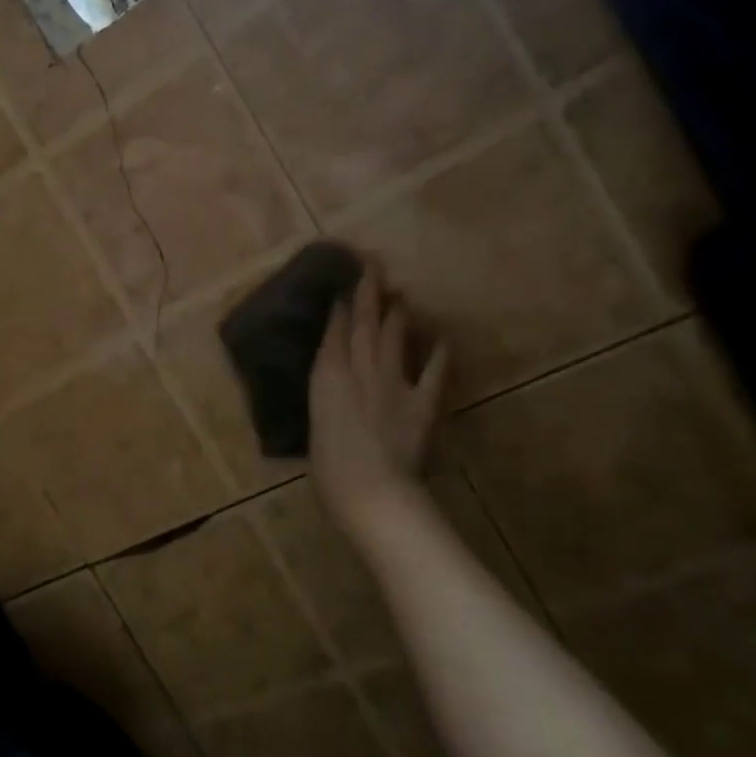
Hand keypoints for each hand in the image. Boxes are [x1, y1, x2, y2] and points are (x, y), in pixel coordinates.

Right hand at [308, 269, 447, 525]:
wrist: (373, 492)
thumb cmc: (329, 469)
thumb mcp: (315, 424)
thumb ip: (325, 396)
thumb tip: (332, 382)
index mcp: (327, 376)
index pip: (335, 330)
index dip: (341, 303)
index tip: (344, 280)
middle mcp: (360, 369)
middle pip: (366, 323)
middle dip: (368, 292)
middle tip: (373, 265)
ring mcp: (393, 383)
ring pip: (395, 338)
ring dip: (397, 312)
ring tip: (399, 292)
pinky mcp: (421, 402)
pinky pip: (432, 371)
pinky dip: (437, 353)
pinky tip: (440, 339)